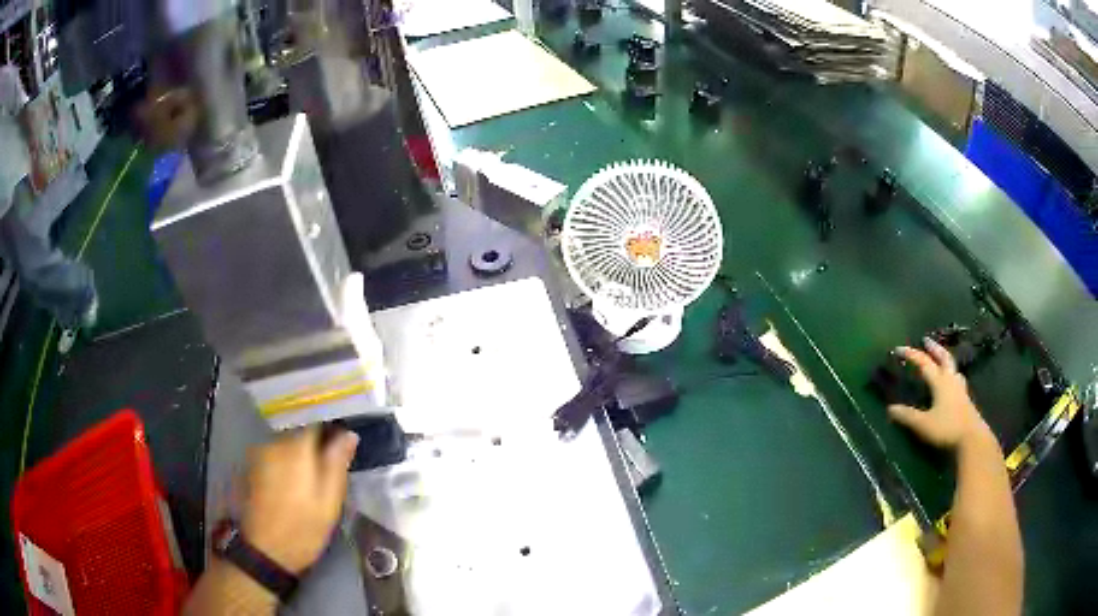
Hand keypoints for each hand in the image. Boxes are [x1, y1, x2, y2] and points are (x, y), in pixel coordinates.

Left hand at [241, 426, 358, 573]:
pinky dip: (286, 462)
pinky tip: (294, 483)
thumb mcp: (329, 501)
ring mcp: (259, 454)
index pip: (316, 420)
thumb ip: (337, 464)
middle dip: (315, 441)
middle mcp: (273, 443)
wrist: (264, 552)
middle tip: (332, 463)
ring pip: (286, 443)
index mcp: (295, 448)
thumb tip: (348, 434)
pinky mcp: (251, 468)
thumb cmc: (303, 528)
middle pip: (299, 430)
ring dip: (300, 453)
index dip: (332, 426)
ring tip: (313, 475)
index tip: (344, 438)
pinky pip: (275, 455)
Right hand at [887, 338, 993, 450]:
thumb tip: (890, 409)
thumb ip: (907, 416)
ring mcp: (960, 389)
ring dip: (945, 361)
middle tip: (926, 340)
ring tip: (941, 361)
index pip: (924, 363)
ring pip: (953, 368)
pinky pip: (958, 381)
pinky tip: (952, 384)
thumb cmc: (946, 428)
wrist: (971, 438)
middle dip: (934, 348)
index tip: (898, 349)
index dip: (911, 354)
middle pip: (943, 357)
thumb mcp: (923, 424)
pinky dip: (952, 376)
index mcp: (940, 381)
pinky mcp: (965, 399)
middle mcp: (951, 380)